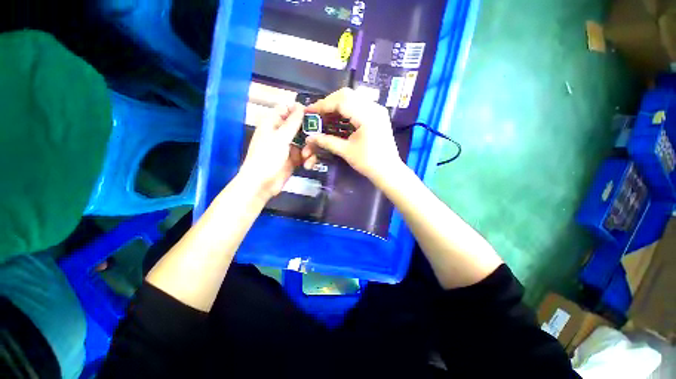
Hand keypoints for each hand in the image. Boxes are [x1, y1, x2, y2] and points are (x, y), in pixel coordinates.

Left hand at [237, 103, 304, 200]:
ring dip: (309, 149)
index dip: (298, 110)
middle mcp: (281, 133)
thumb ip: (292, 122)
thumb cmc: (267, 157)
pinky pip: (305, 154)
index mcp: (273, 123)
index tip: (312, 115)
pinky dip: (308, 159)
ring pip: (305, 141)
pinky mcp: (294, 159)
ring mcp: (288, 147)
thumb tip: (300, 105)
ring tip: (306, 157)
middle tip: (315, 138)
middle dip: (308, 133)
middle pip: (299, 126)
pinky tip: (307, 165)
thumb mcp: (280, 138)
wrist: (262, 184)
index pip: (286, 109)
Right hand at [302, 88, 403, 183]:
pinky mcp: (378, 115)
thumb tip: (309, 138)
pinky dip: (346, 109)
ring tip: (326, 115)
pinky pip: (359, 105)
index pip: (341, 101)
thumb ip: (327, 142)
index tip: (309, 111)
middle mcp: (374, 107)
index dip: (322, 105)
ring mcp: (377, 110)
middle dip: (329, 102)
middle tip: (318, 113)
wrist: (388, 171)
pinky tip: (339, 118)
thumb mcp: (346, 151)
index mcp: (367, 115)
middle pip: (347, 95)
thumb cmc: (368, 162)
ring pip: (353, 98)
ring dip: (337, 105)